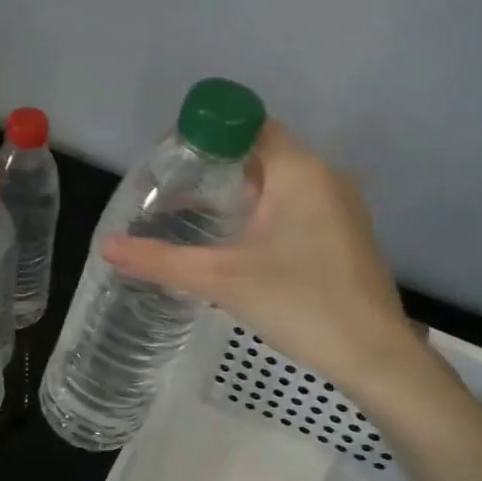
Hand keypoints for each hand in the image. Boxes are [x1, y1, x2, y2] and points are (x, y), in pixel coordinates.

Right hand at [103, 121, 429, 396]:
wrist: (374, 356)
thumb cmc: (300, 302)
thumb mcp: (221, 279)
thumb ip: (161, 260)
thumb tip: (107, 246)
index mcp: (298, 171)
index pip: (247, 124)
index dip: (206, 134)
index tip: (170, 159)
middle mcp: (324, 177)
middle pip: (260, 151)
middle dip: (215, 166)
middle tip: (172, 190)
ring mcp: (339, 206)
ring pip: (279, 181)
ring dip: (238, 191)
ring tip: (195, 215)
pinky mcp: (344, 233)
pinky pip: (295, 204)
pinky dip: (262, 211)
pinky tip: (237, 243)